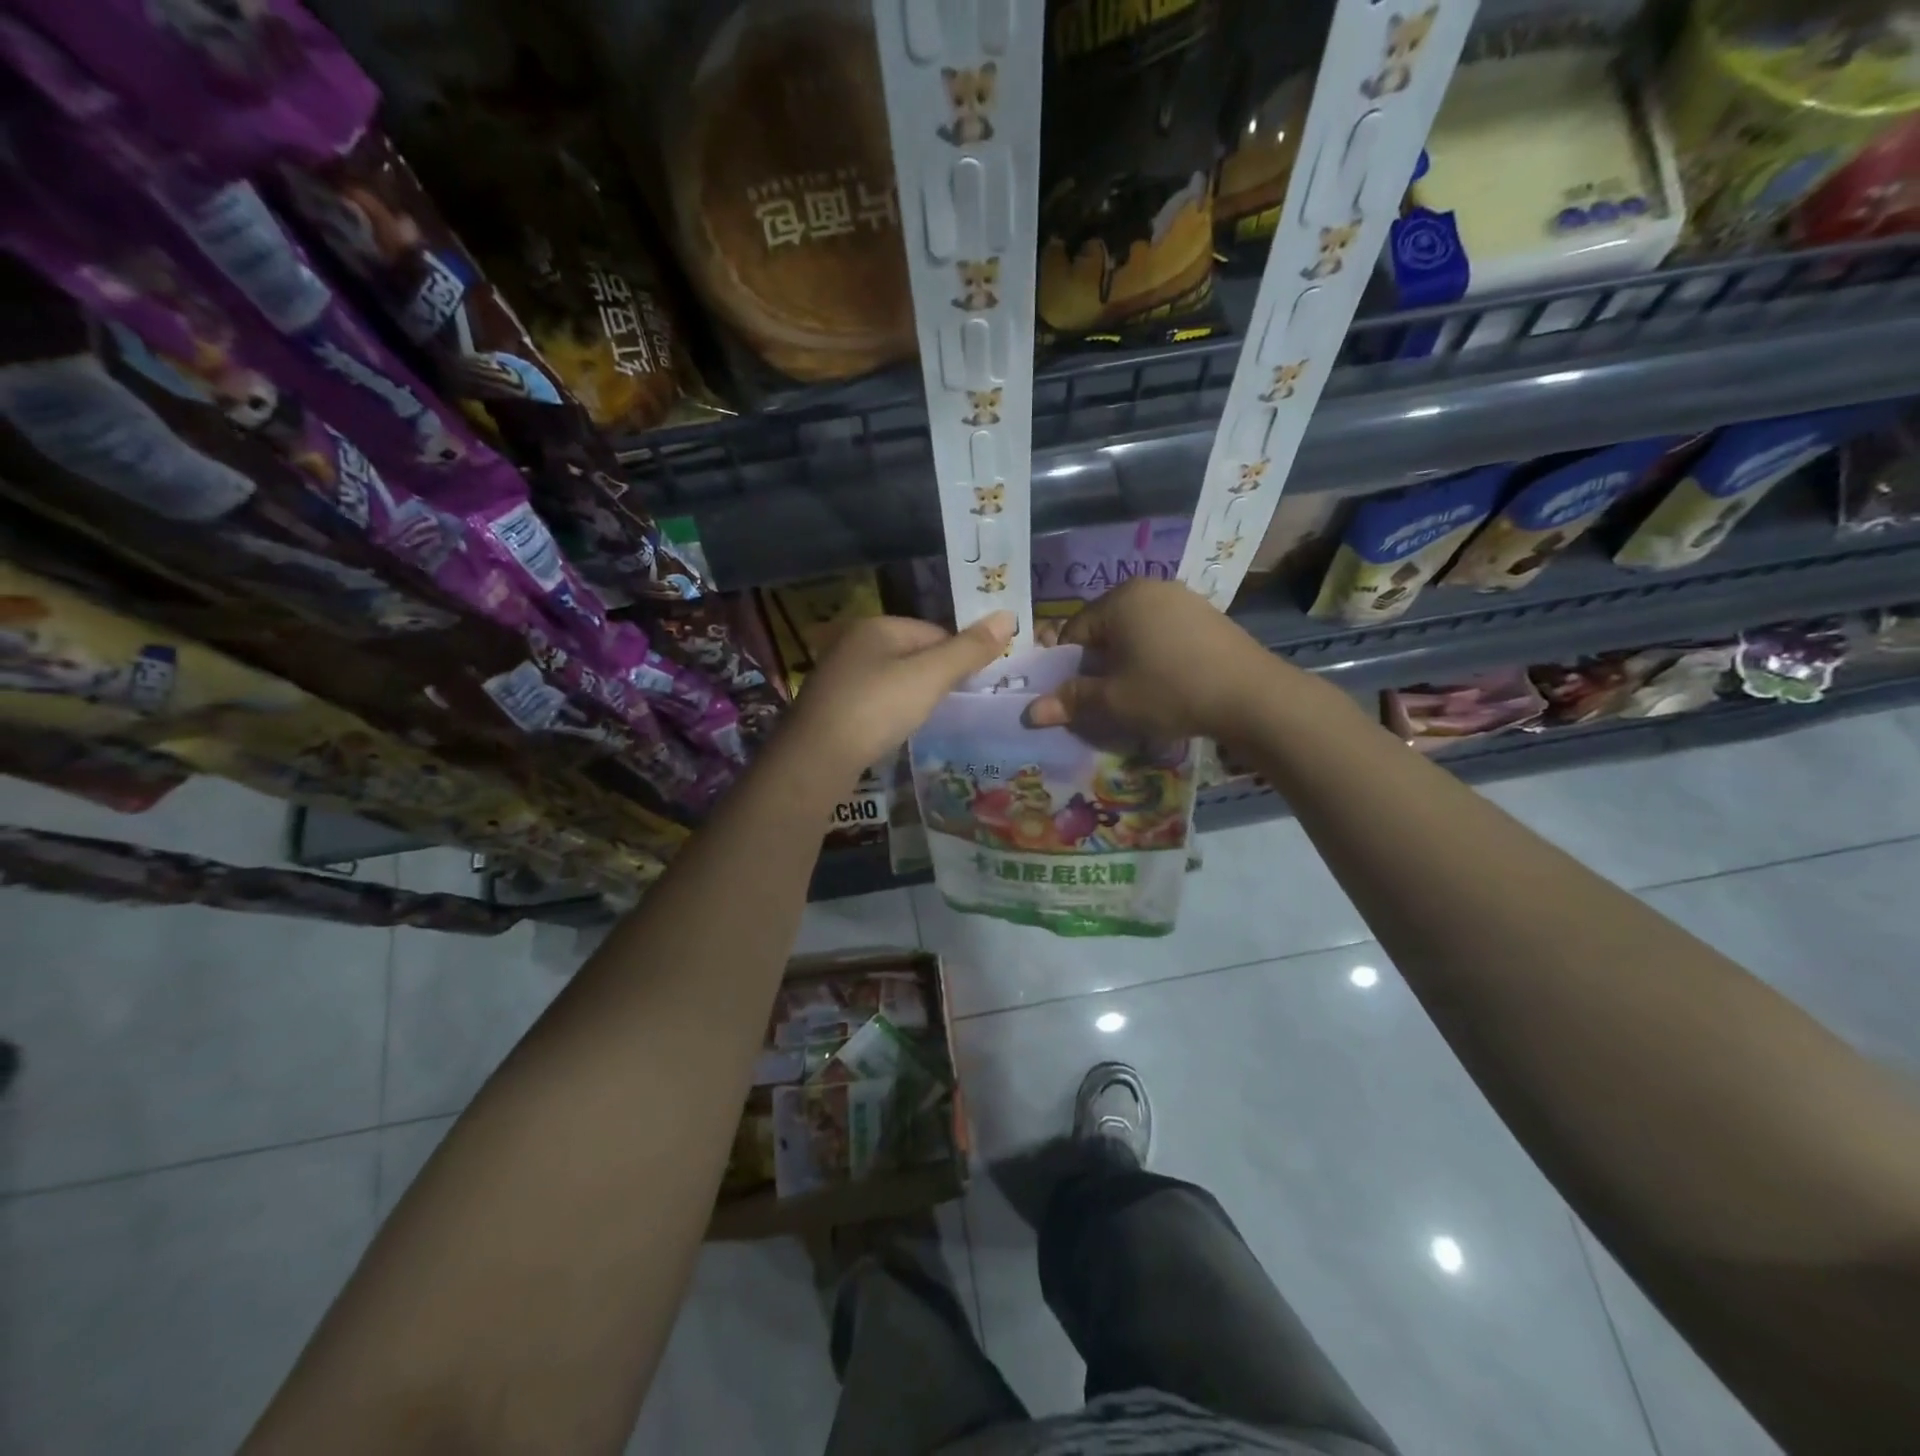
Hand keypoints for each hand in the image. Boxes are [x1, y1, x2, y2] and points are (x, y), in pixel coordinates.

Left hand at [786, 611, 1015, 777]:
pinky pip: (874, 700)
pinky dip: (890, 712)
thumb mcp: (930, 677)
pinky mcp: (831, 705)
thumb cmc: (877, 708)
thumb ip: (969, 650)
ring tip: (925, 721)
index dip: (958, 657)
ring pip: (893, 678)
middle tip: (951, 707)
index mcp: (878, 626)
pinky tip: (895, 731)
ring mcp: (839, 674)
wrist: (816, 757)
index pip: (935, 632)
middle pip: (913, 654)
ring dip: (913, 696)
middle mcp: (854, 642)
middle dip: (935, 677)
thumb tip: (1009, 617)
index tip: (972, 687)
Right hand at [1028, 578, 1294, 743]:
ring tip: (1137, 694)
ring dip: (1127, 661)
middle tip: (1105, 698)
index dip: (1067, 666)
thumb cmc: (1170, 691)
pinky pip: (1164, 633)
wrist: (1251, 696)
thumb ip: (1070, 700)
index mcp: (1120, 599)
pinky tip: (1168, 683)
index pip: (1073, 631)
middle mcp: (1149, 588)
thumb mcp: (1114, 700)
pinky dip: (1155, 656)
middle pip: (1105, 628)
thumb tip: (1030, 713)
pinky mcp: (1207, 615)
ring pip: (1135, 632)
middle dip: (1099, 663)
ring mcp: (1182, 598)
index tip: (1075, 696)